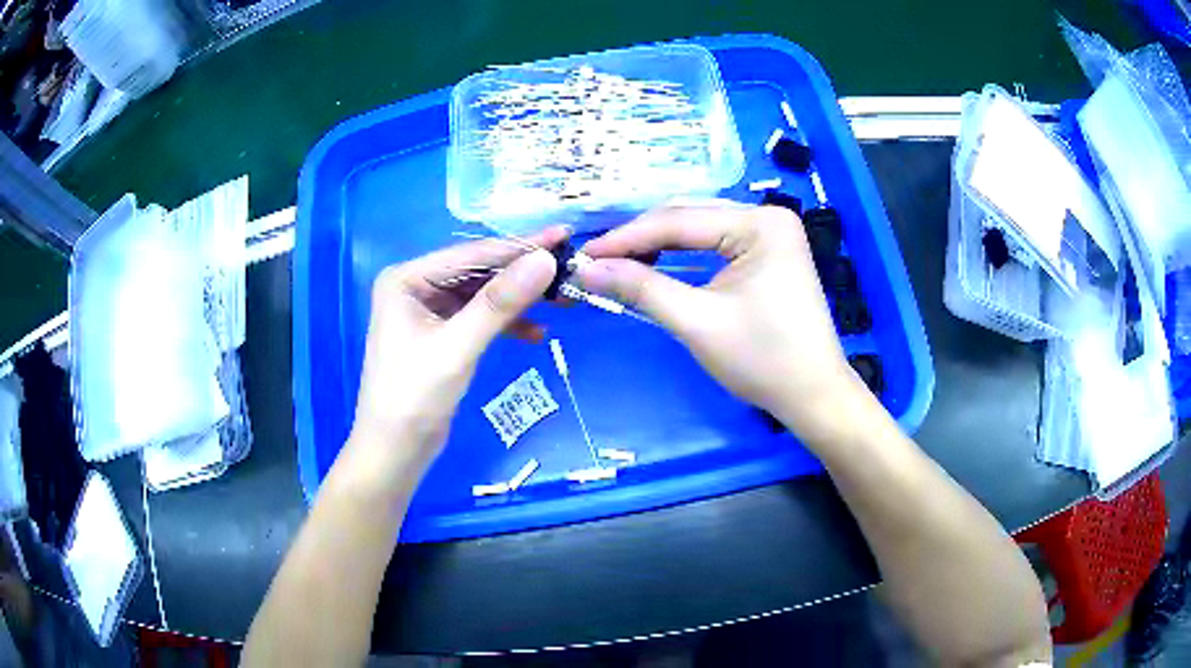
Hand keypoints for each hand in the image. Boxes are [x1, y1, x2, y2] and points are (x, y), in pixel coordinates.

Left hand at [349, 227, 566, 475]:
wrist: (395, 450)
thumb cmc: (415, 395)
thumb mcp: (458, 346)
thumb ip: (500, 302)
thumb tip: (546, 260)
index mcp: (408, 278)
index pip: (472, 255)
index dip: (519, 246)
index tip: (563, 235)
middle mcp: (417, 286)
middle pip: (479, 272)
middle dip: (522, 275)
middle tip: (569, 269)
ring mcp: (429, 311)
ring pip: (483, 295)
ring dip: (518, 301)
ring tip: (561, 302)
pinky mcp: (442, 334)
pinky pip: (479, 319)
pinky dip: (506, 324)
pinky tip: (535, 334)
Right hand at [577, 205, 865, 446]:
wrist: (813, 396)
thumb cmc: (763, 360)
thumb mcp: (697, 322)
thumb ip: (641, 288)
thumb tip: (585, 269)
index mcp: (759, 224)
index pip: (679, 222)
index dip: (627, 238)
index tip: (584, 254)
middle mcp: (767, 217)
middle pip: (690, 219)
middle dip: (642, 240)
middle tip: (597, 261)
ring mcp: (770, 235)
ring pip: (700, 231)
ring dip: (659, 246)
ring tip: (618, 263)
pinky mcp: (768, 254)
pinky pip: (715, 246)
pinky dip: (683, 257)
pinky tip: (655, 265)